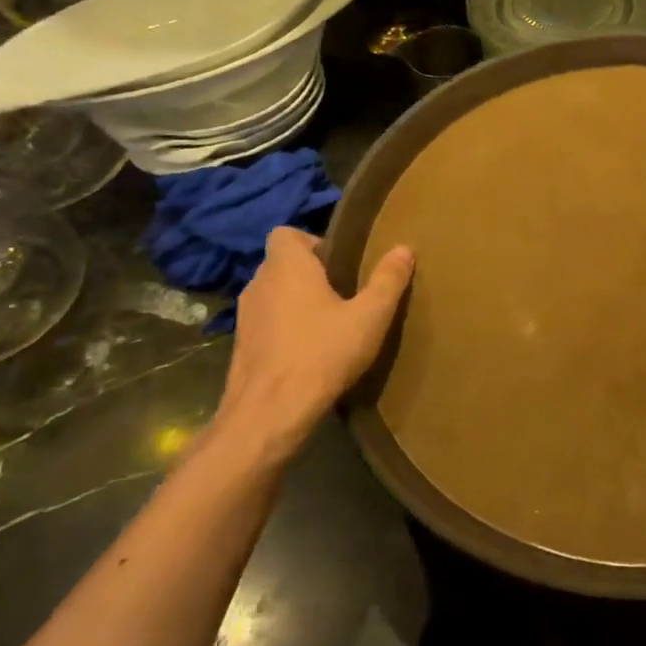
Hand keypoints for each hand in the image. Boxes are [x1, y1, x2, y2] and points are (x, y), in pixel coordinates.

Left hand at [213, 228, 413, 459]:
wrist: (269, 413)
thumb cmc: (322, 353)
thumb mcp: (370, 316)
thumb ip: (388, 280)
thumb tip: (404, 248)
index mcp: (287, 266)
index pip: (286, 233)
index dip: (312, 241)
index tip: (341, 263)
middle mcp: (259, 283)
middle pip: (283, 263)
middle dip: (311, 273)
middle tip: (345, 292)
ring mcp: (245, 316)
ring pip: (274, 294)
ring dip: (297, 301)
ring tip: (330, 323)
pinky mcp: (241, 346)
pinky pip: (267, 322)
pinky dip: (286, 327)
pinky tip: (311, 350)